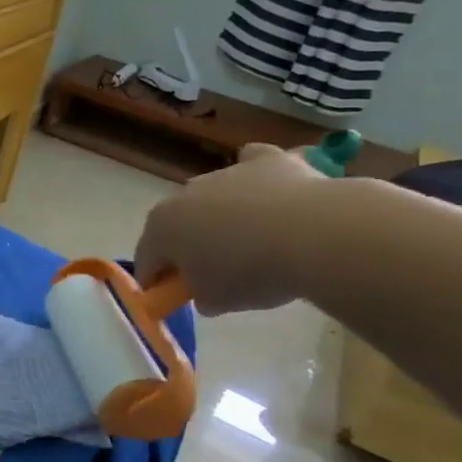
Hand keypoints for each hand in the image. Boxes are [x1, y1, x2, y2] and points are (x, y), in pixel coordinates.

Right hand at [134, 144, 336, 314]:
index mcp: (162, 227)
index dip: (156, 280)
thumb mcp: (216, 301)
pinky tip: (268, 190)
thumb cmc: (252, 272)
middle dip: (190, 244)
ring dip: (223, 215)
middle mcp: (184, 193)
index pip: (147, 259)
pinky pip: (252, 164)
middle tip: (215, 272)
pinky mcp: (265, 160)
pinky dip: (254, 176)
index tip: (171, 297)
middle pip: (179, 223)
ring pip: (214, 196)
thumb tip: (204, 288)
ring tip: (254, 241)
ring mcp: (224, 172)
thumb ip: (198, 294)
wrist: (314, 235)